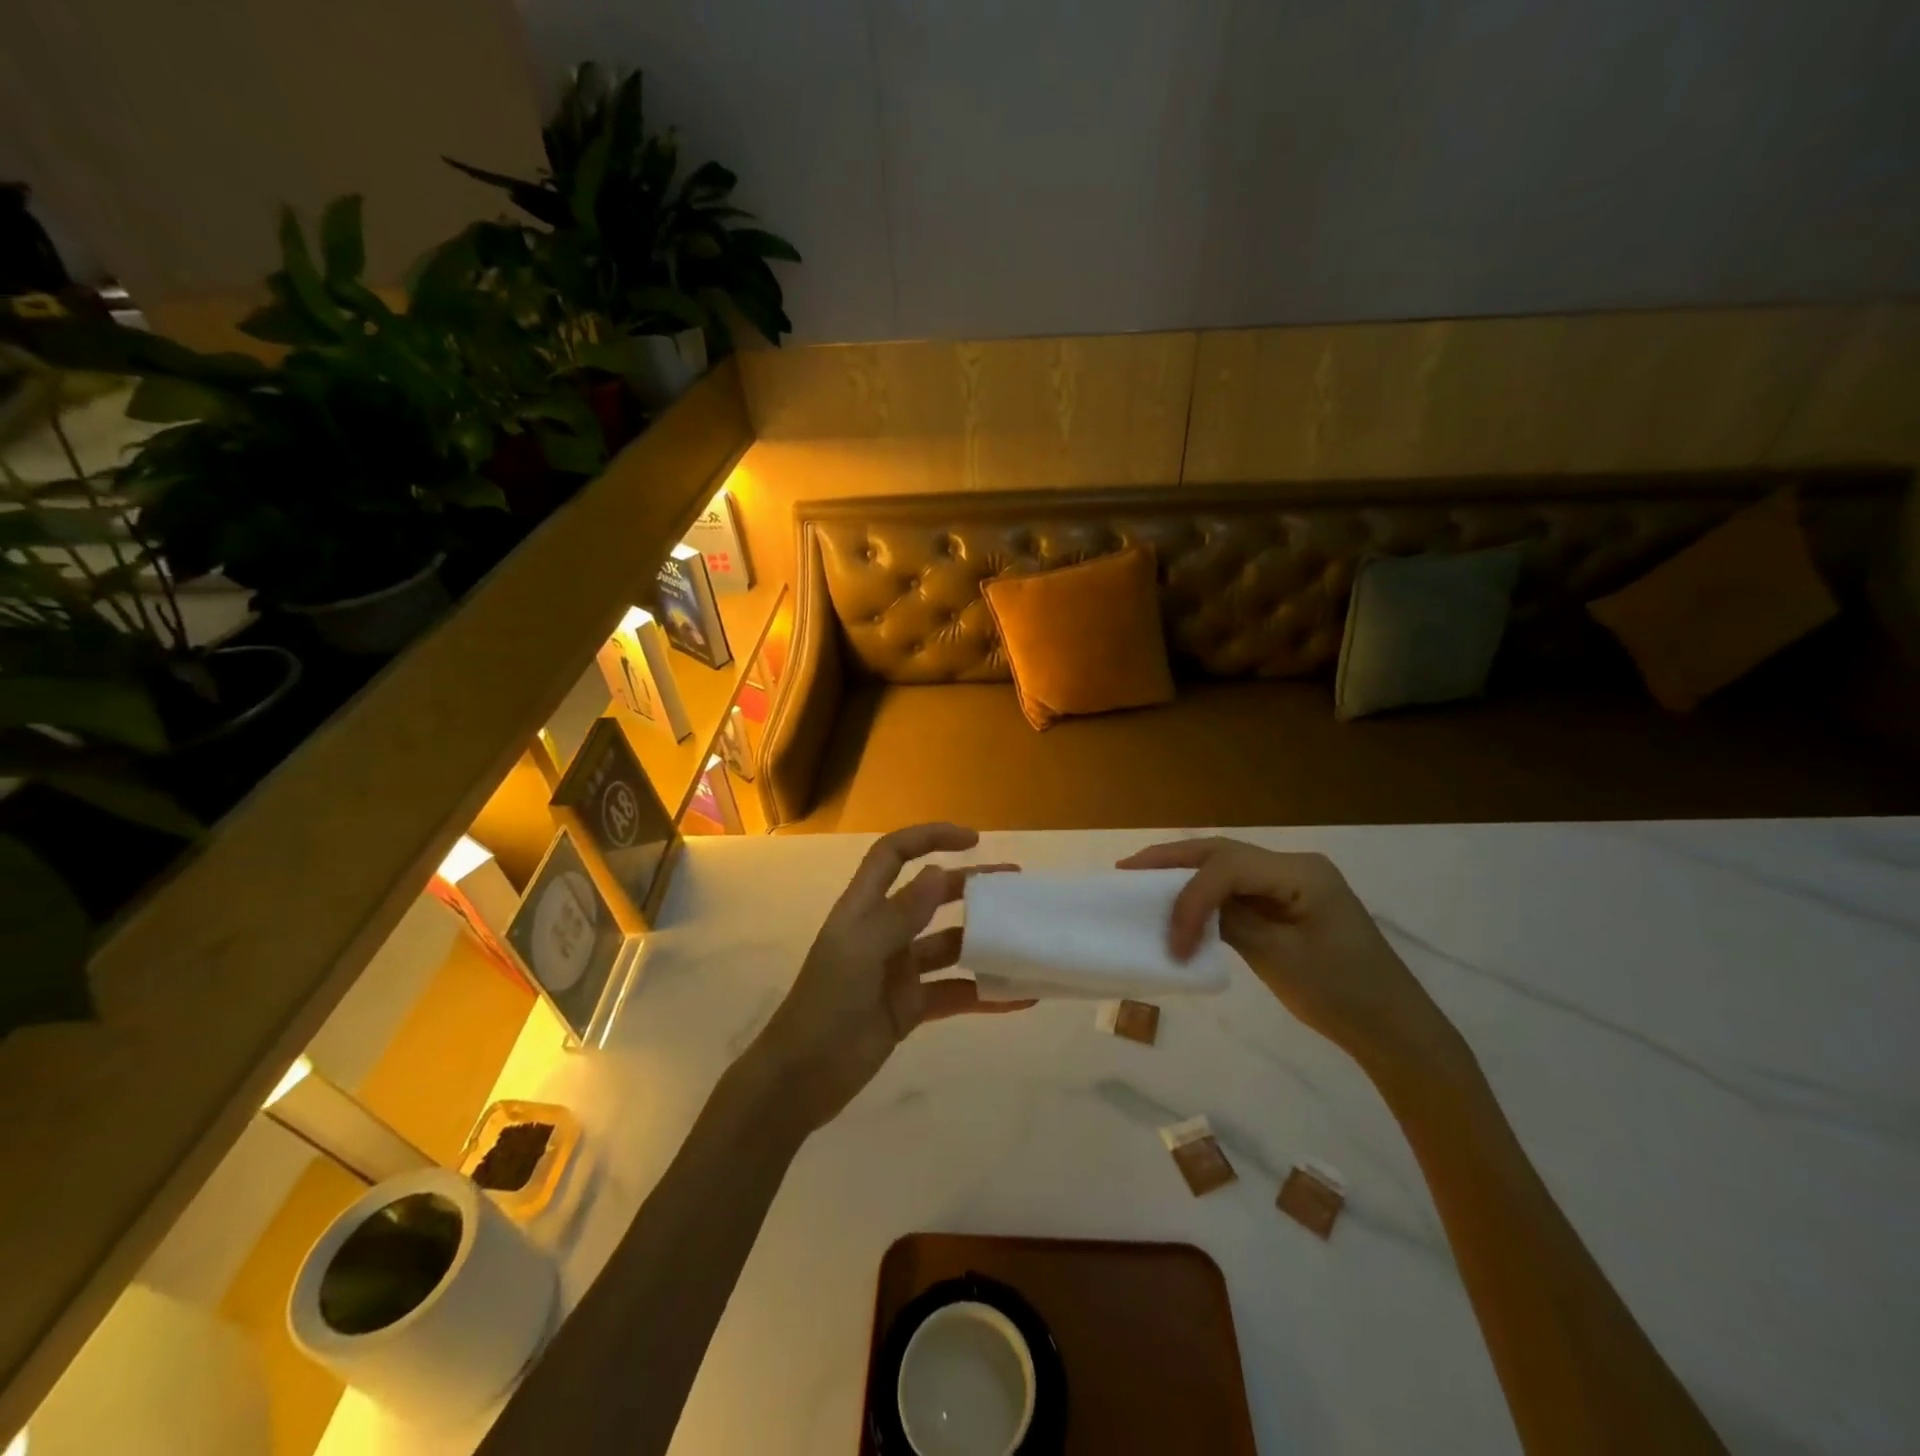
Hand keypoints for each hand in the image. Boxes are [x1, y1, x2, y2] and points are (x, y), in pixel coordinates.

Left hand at [754, 823, 1032, 1131]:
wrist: (801, 1079)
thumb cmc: (826, 1005)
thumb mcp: (861, 953)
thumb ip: (900, 914)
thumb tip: (937, 871)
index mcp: (864, 909)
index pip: (894, 855)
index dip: (929, 838)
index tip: (974, 840)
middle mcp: (884, 932)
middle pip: (931, 896)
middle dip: (970, 886)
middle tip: (1015, 887)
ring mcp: (898, 971)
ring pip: (949, 946)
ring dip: (984, 942)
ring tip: (1025, 941)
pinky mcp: (910, 1007)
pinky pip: (955, 993)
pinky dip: (985, 993)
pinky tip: (1020, 997)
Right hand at [1118, 837, 1461, 1076]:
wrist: (1394, 1030)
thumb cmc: (1342, 994)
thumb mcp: (1279, 958)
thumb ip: (1228, 923)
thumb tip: (1186, 910)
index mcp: (1301, 873)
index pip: (1228, 868)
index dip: (1190, 897)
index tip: (1171, 940)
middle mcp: (1295, 865)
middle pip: (1223, 852)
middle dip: (1172, 860)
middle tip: (1127, 870)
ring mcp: (1293, 882)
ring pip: (1227, 865)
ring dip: (1185, 874)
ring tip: (1142, 880)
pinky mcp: (1288, 903)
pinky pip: (1239, 888)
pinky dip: (1206, 894)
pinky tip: (1181, 902)